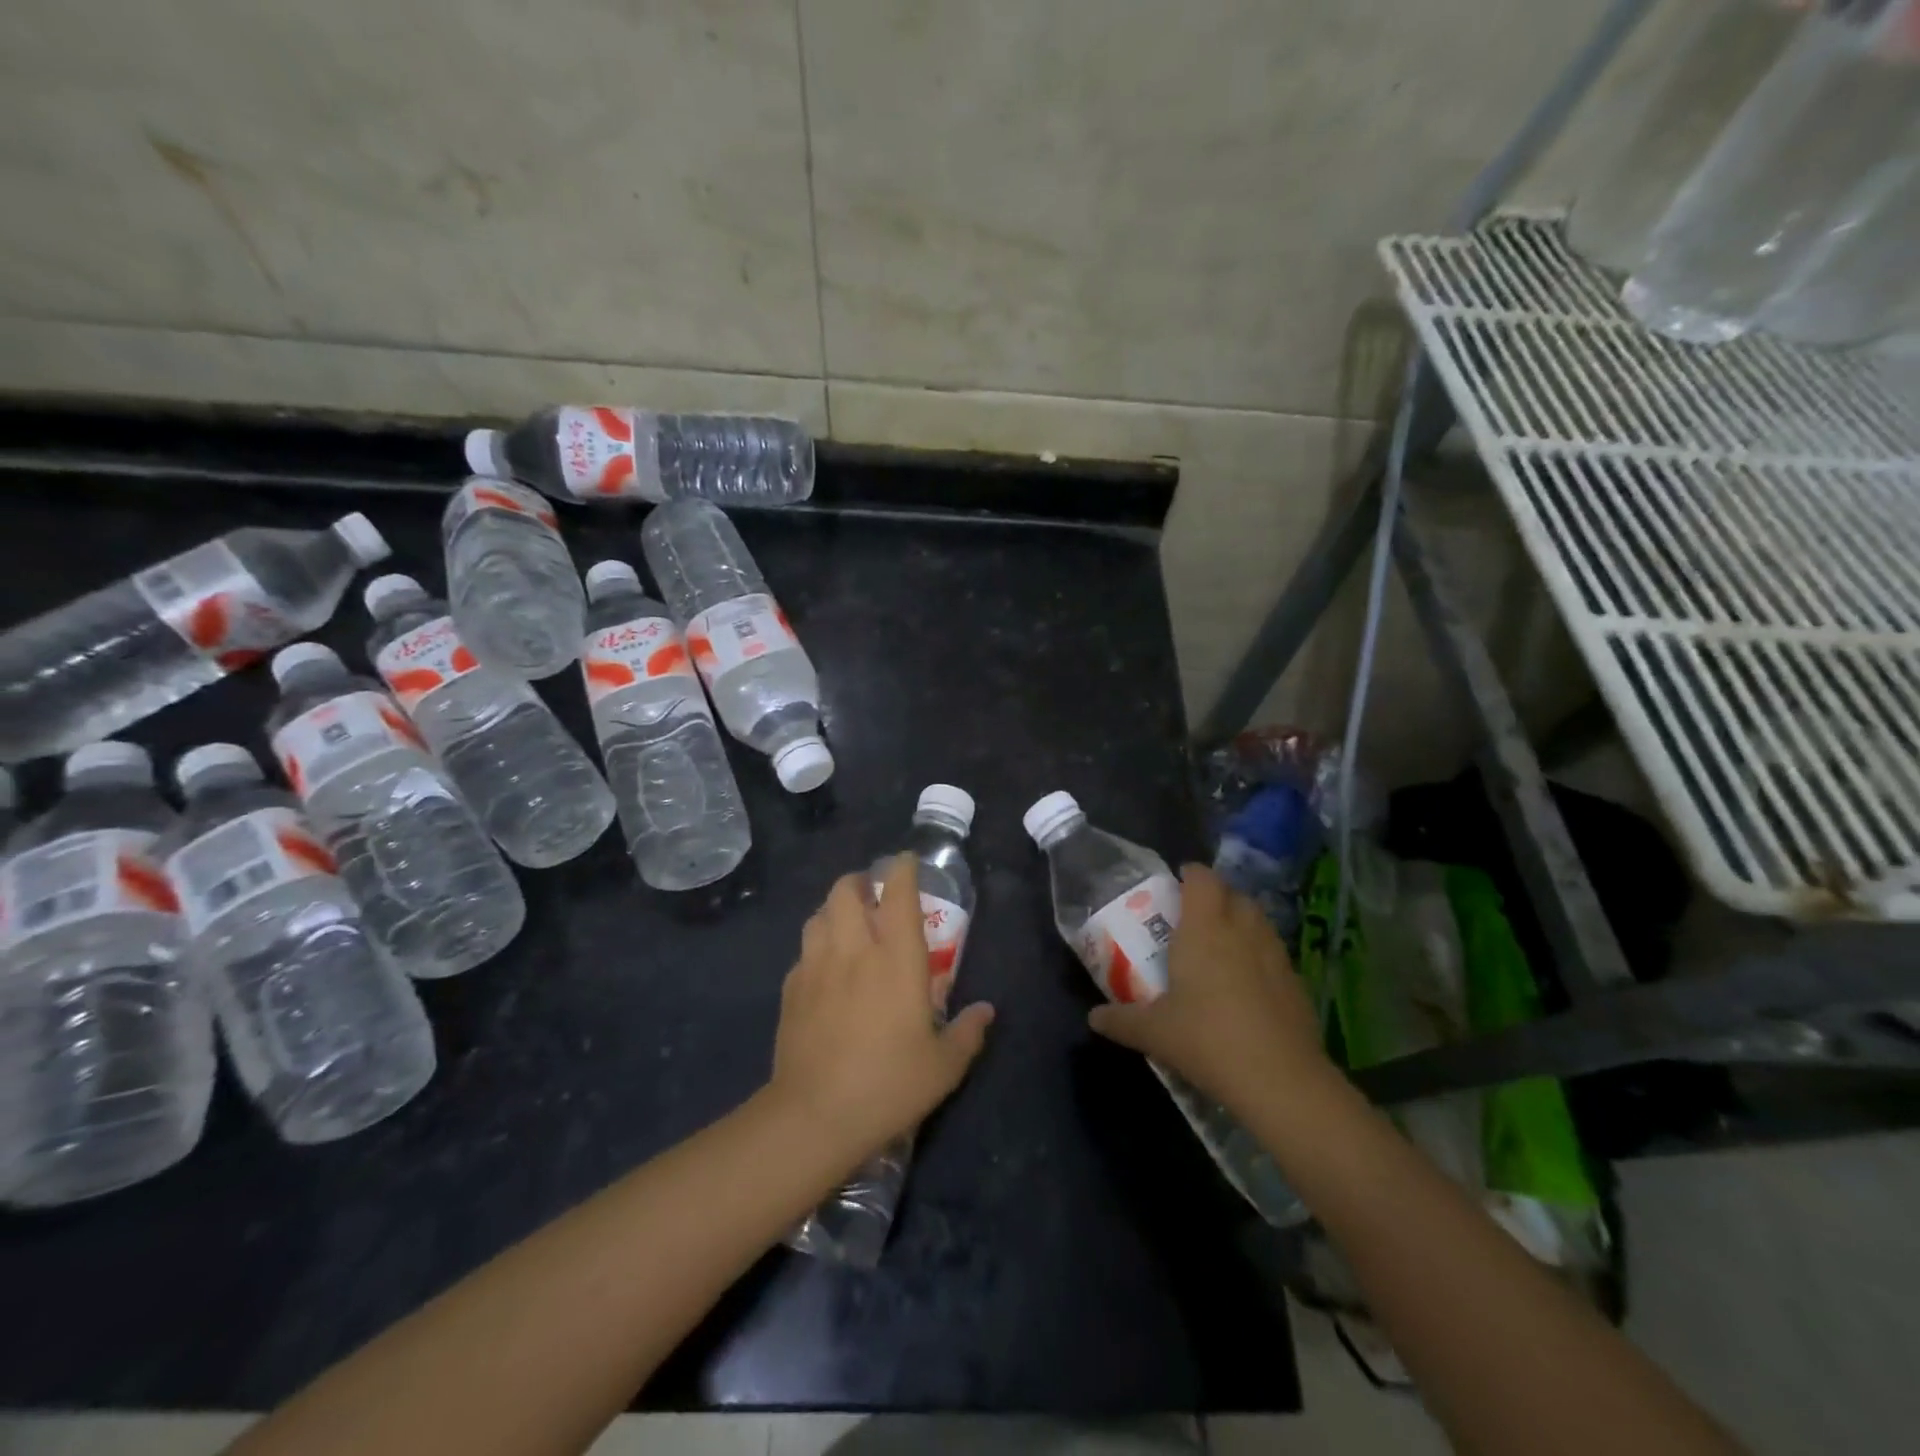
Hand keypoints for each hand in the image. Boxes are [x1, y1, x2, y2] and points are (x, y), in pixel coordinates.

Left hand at [769, 854, 994, 1166]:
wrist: (814, 1115)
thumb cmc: (889, 1084)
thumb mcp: (943, 1066)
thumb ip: (968, 1032)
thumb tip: (986, 1011)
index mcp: (897, 959)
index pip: (898, 894)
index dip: (902, 870)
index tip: (906, 861)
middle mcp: (855, 950)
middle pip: (846, 891)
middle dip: (859, 882)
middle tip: (872, 895)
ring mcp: (817, 967)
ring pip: (819, 914)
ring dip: (834, 909)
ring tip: (847, 924)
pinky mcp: (791, 989)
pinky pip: (803, 950)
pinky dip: (816, 945)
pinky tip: (824, 968)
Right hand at [1088, 863, 1333, 1119]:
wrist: (1280, 1080)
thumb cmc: (1207, 1039)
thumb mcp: (1154, 1032)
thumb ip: (1121, 1020)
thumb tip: (1093, 1018)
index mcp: (1205, 928)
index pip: (1202, 878)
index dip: (1190, 874)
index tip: (1176, 883)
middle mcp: (1242, 930)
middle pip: (1233, 894)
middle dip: (1216, 897)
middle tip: (1194, 916)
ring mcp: (1275, 955)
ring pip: (1258, 921)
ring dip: (1241, 922)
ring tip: (1221, 945)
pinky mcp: (1297, 983)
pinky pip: (1274, 953)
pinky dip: (1260, 955)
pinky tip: (1248, 985)